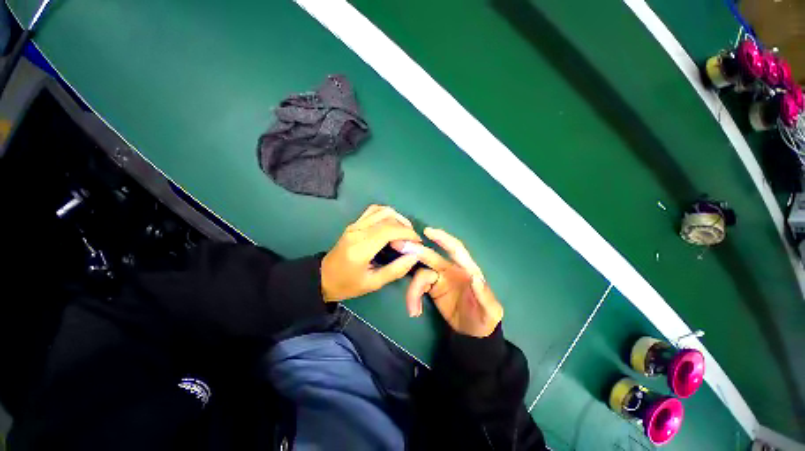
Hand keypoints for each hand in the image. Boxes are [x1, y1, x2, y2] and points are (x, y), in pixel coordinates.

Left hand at [321, 205, 421, 301]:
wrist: (323, 278)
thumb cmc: (347, 284)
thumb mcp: (373, 283)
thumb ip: (395, 270)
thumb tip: (414, 256)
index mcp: (361, 247)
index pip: (389, 230)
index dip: (407, 233)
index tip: (417, 242)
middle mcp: (357, 231)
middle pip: (388, 218)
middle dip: (405, 227)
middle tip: (411, 241)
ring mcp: (354, 225)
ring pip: (382, 210)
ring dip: (397, 218)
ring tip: (404, 232)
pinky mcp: (354, 224)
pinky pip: (373, 211)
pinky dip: (386, 214)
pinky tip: (391, 225)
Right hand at [398, 228, 502, 337]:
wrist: (473, 333)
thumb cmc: (484, 318)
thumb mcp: (491, 311)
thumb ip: (485, 295)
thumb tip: (475, 278)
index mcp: (467, 270)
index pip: (456, 250)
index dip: (443, 239)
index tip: (428, 231)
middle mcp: (451, 270)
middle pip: (432, 257)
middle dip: (417, 251)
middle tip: (399, 246)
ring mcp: (439, 279)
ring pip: (421, 275)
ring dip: (413, 289)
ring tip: (412, 309)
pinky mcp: (431, 289)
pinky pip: (418, 287)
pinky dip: (413, 296)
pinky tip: (414, 310)